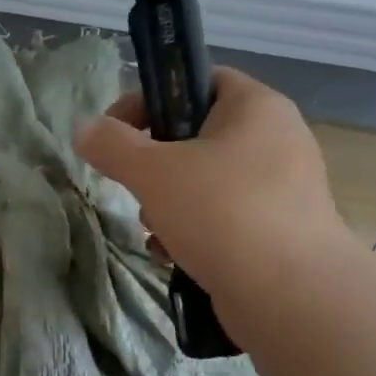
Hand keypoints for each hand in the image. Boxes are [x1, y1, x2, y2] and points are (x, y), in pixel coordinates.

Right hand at [76, 68, 346, 301]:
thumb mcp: (154, 172)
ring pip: (209, 182)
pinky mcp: (282, 232)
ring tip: (156, 231)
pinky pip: (227, 218)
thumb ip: (112, 145)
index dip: (151, 98)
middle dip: (156, 165)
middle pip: (198, 136)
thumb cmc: (222, 213)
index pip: (198, 80)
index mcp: (257, 107)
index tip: (117, 131)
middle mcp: (278, 140)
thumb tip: (84, 128)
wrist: (291, 296)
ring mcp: (284, 189)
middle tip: (138, 188)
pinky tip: (175, 256)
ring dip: (170, 204)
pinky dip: (196, 232)